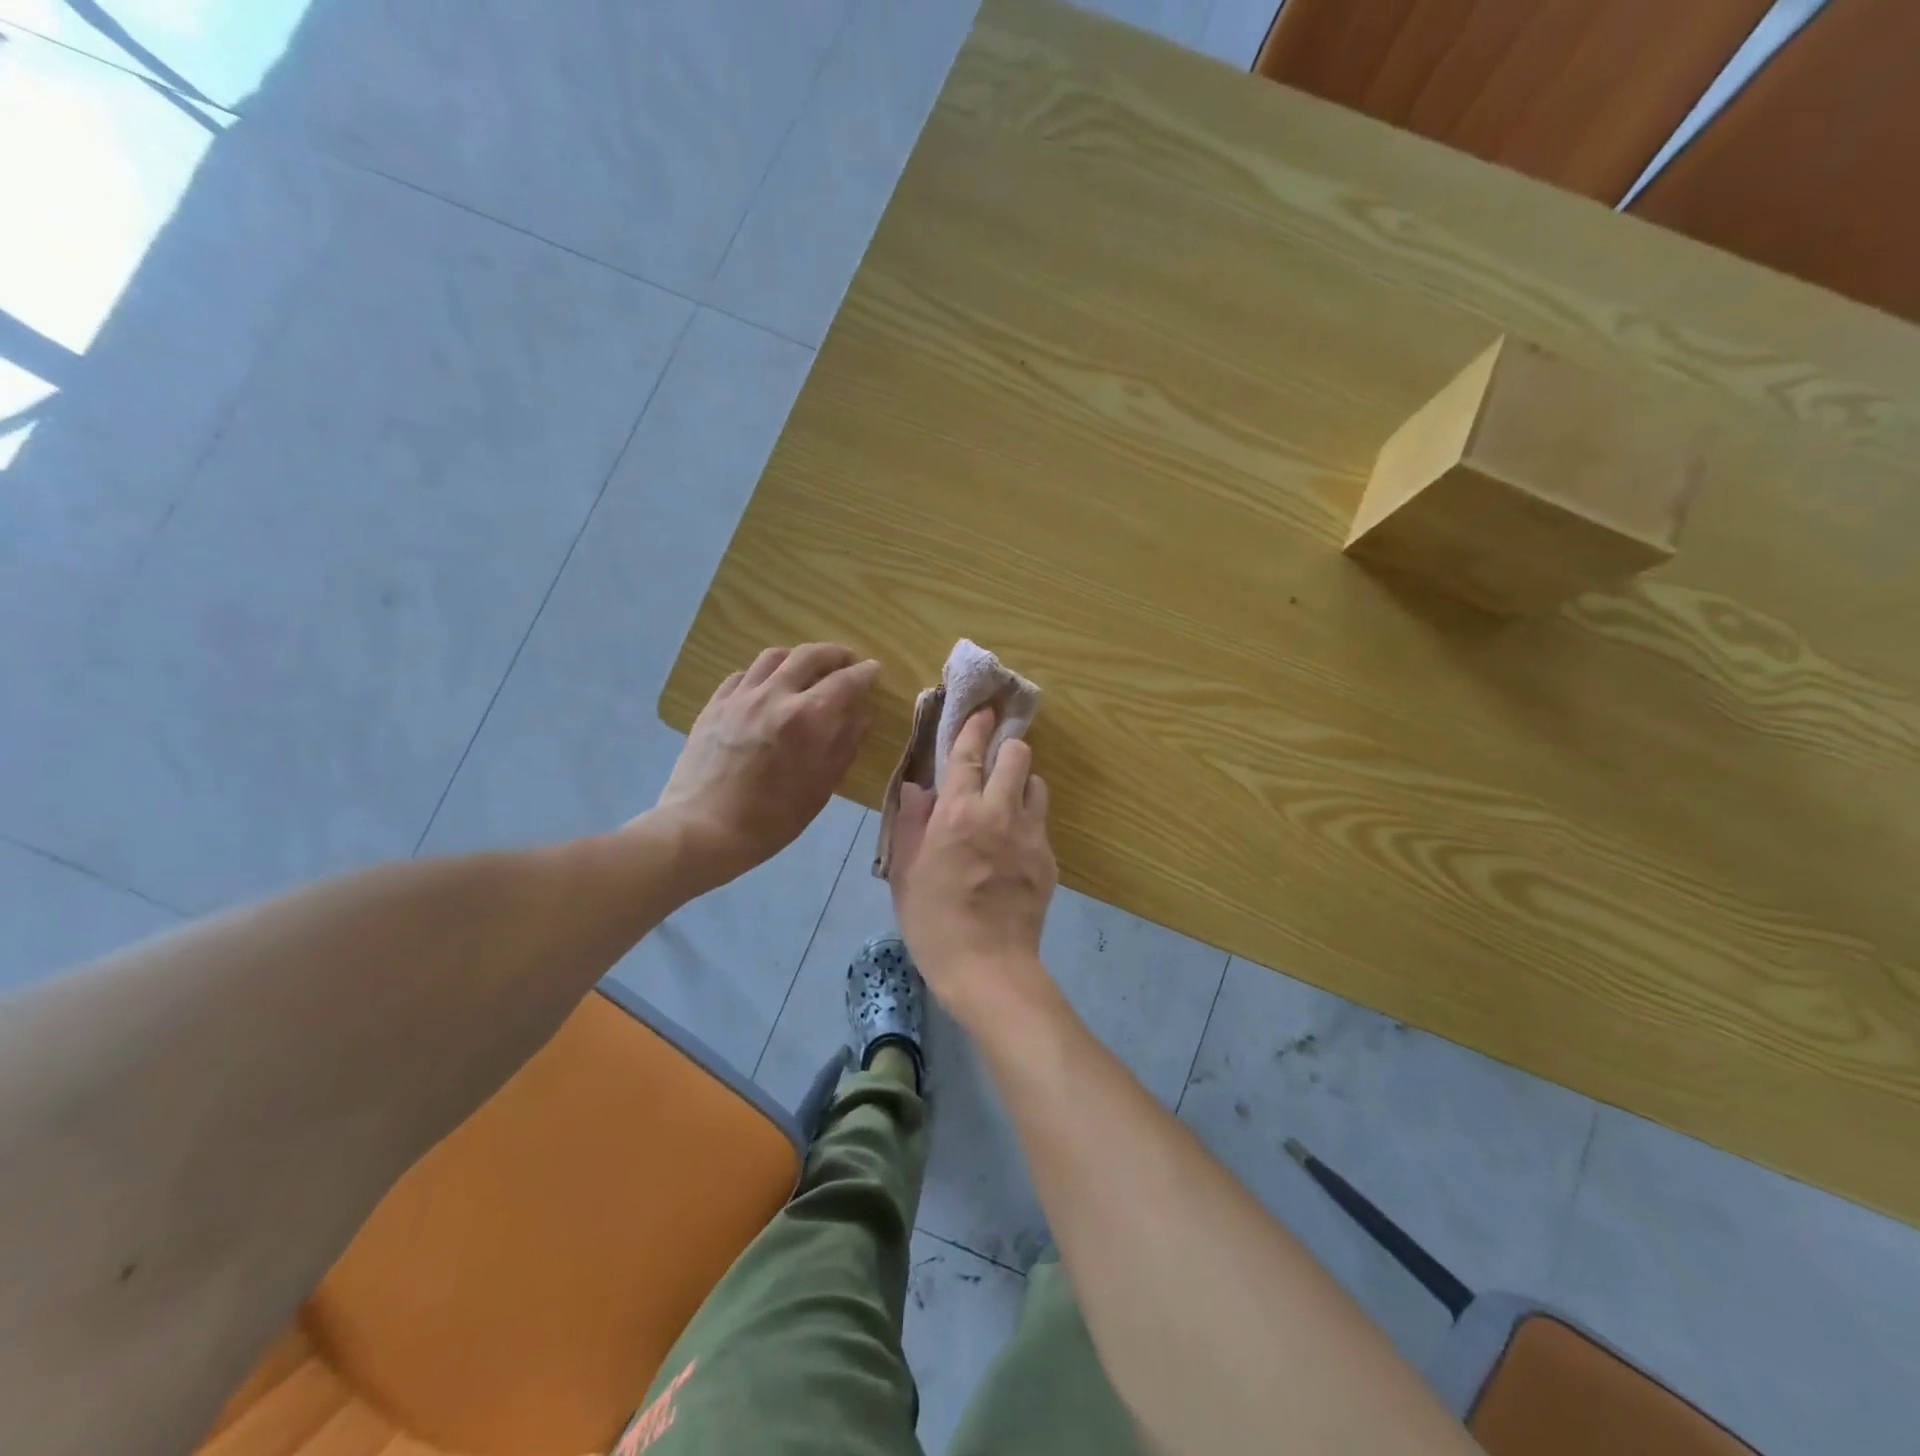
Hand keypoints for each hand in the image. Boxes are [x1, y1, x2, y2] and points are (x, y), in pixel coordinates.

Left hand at [653, 644, 879, 886]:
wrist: (703, 829)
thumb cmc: (771, 819)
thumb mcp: (820, 788)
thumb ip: (843, 746)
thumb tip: (860, 717)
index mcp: (807, 718)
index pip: (845, 681)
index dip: (864, 673)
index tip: (874, 669)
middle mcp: (775, 695)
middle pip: (809, 656)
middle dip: (834, 653)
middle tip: (846, 659)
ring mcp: (740, 697)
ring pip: (773, 657)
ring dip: (797, 656)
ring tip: (806, 666)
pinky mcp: (714, 705)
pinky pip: (743, 674)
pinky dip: (764, 673)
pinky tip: (766, 686)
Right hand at [890, 708, 1057, 1023]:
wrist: (988, 967)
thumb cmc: (934, 922)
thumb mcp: (906, 873)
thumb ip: (910, 823)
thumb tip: (917, 788)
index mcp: (958, 813)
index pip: (969, 754)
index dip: (975, 727)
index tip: (981, 712)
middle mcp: (999, 813)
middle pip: (1017, 756)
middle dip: (1006, 748)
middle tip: (993, 759)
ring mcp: (1030, 835)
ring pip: (1036, 785)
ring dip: (1021, 783)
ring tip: (1006, 802)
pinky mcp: (1049, 859)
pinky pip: (1041, 822)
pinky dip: (1028, 819)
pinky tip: (1013, 845)